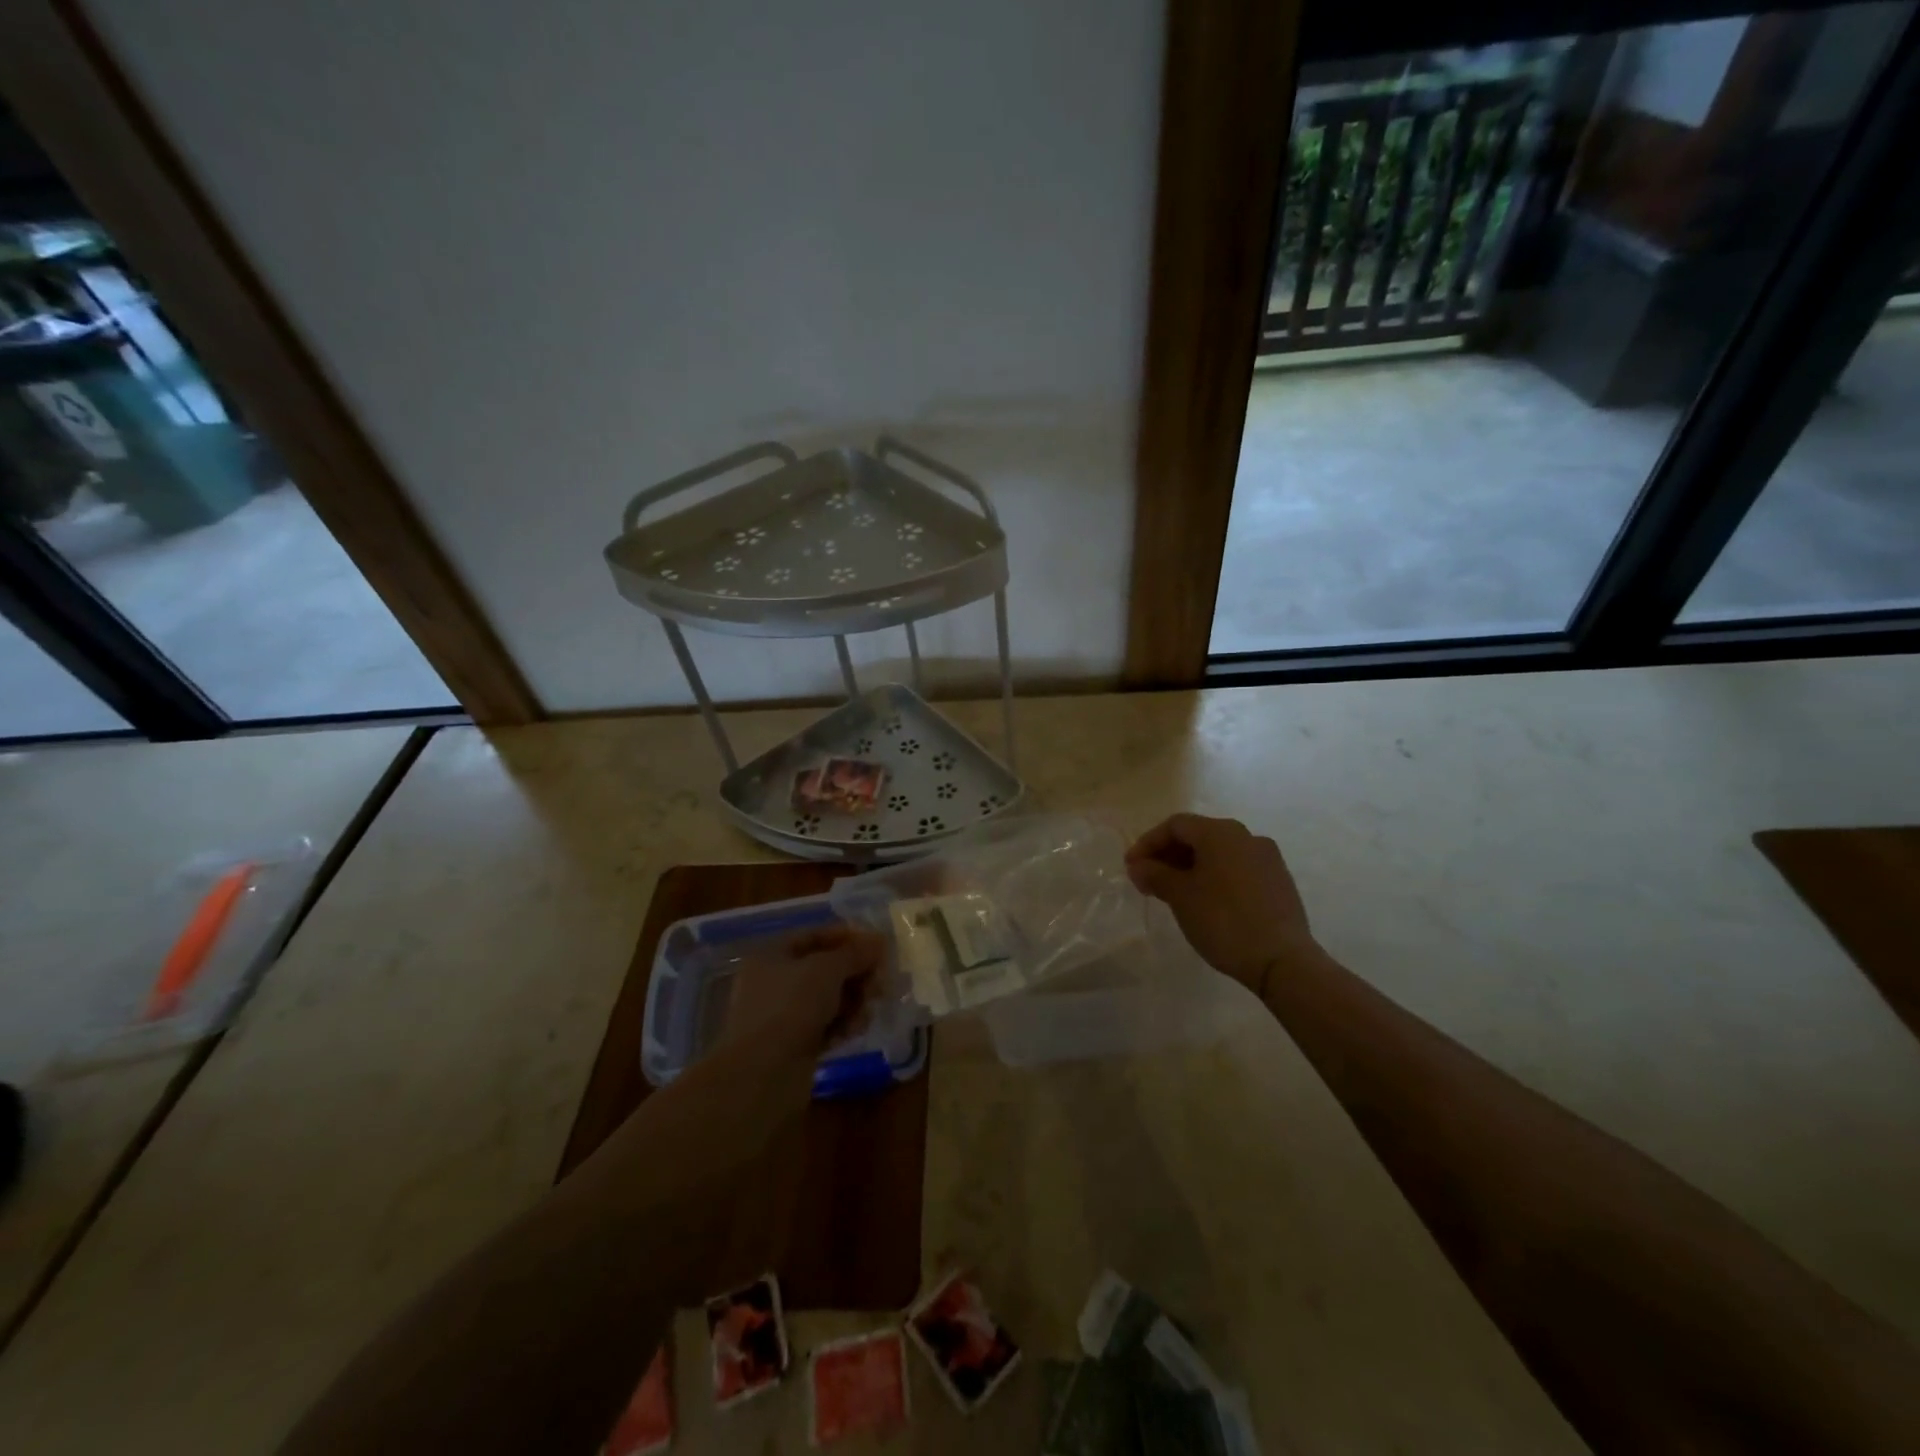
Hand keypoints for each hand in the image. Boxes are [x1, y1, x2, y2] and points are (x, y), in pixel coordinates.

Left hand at [719, 926, 883, 1063]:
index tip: (878, 945)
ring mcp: (782, 1016)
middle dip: (855, 973)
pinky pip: (825, 1026)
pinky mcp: (794, 1046)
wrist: (763, 1075)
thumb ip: (855, 953)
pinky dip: (842, 1024)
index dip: (847, 937)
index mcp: (771, 956)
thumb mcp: (827, 970)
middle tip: (880, 981)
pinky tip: (857, 1029)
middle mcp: (774, 982)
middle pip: (824, 969)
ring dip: (853, 1000)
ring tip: (869, 1008)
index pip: (814, 936)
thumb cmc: (791, 1006)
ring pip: (827, 999)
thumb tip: (879, 941)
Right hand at [1125, 814, 1316, 996]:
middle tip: (1148, 881)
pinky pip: (1237, 869)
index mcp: (1221, 832)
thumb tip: (1138, 866)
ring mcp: (1267, 858)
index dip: (1148, 843)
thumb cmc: (1223, 920)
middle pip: (1198, 836)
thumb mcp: (1180, 896)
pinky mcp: (1279, 881)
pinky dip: (1215, 877)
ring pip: (1219, 853)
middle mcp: (1246, 836)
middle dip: (1169, 855)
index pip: (1175, 825)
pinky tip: (1205, 902)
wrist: (1282, 960)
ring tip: (1173, 893)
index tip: (1131, 868)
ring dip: (1191, 867)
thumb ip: (1155, 874)